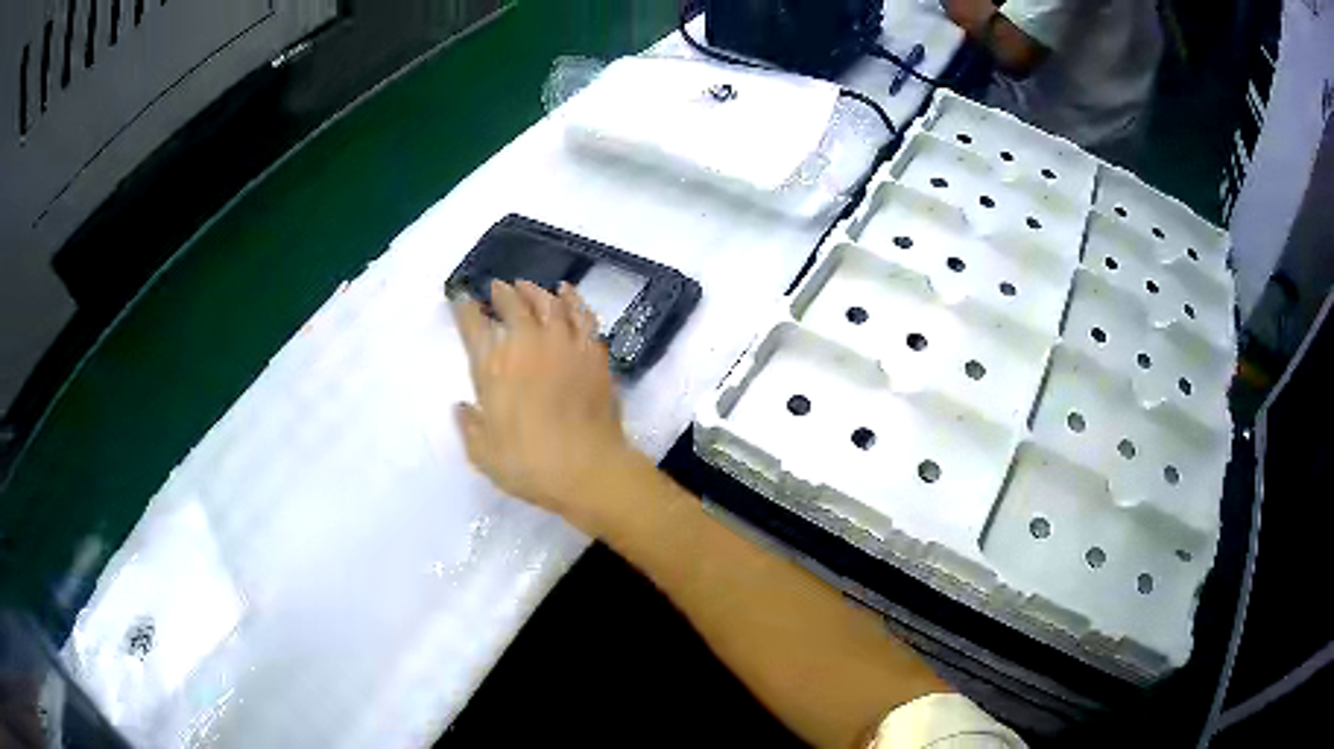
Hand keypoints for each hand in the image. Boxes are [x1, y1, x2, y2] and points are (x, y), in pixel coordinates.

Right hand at [453, 280, 639, 533]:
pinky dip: (572, 300)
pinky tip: (567, 293)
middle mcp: (527, 346)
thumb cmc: (529, 466)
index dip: (465, 309)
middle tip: (497, 288)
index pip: (473, 327)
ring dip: (534, 291)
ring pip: (548, 303)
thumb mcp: (483, 454)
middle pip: (513, 305)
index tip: (462, 299)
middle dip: (501, 294)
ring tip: (526, 286)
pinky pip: (582, 315)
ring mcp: (563, 345)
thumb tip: (462, 408)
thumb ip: (470, 427)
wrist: (588, 470)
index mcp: (493, 368)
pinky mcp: (593, 353)